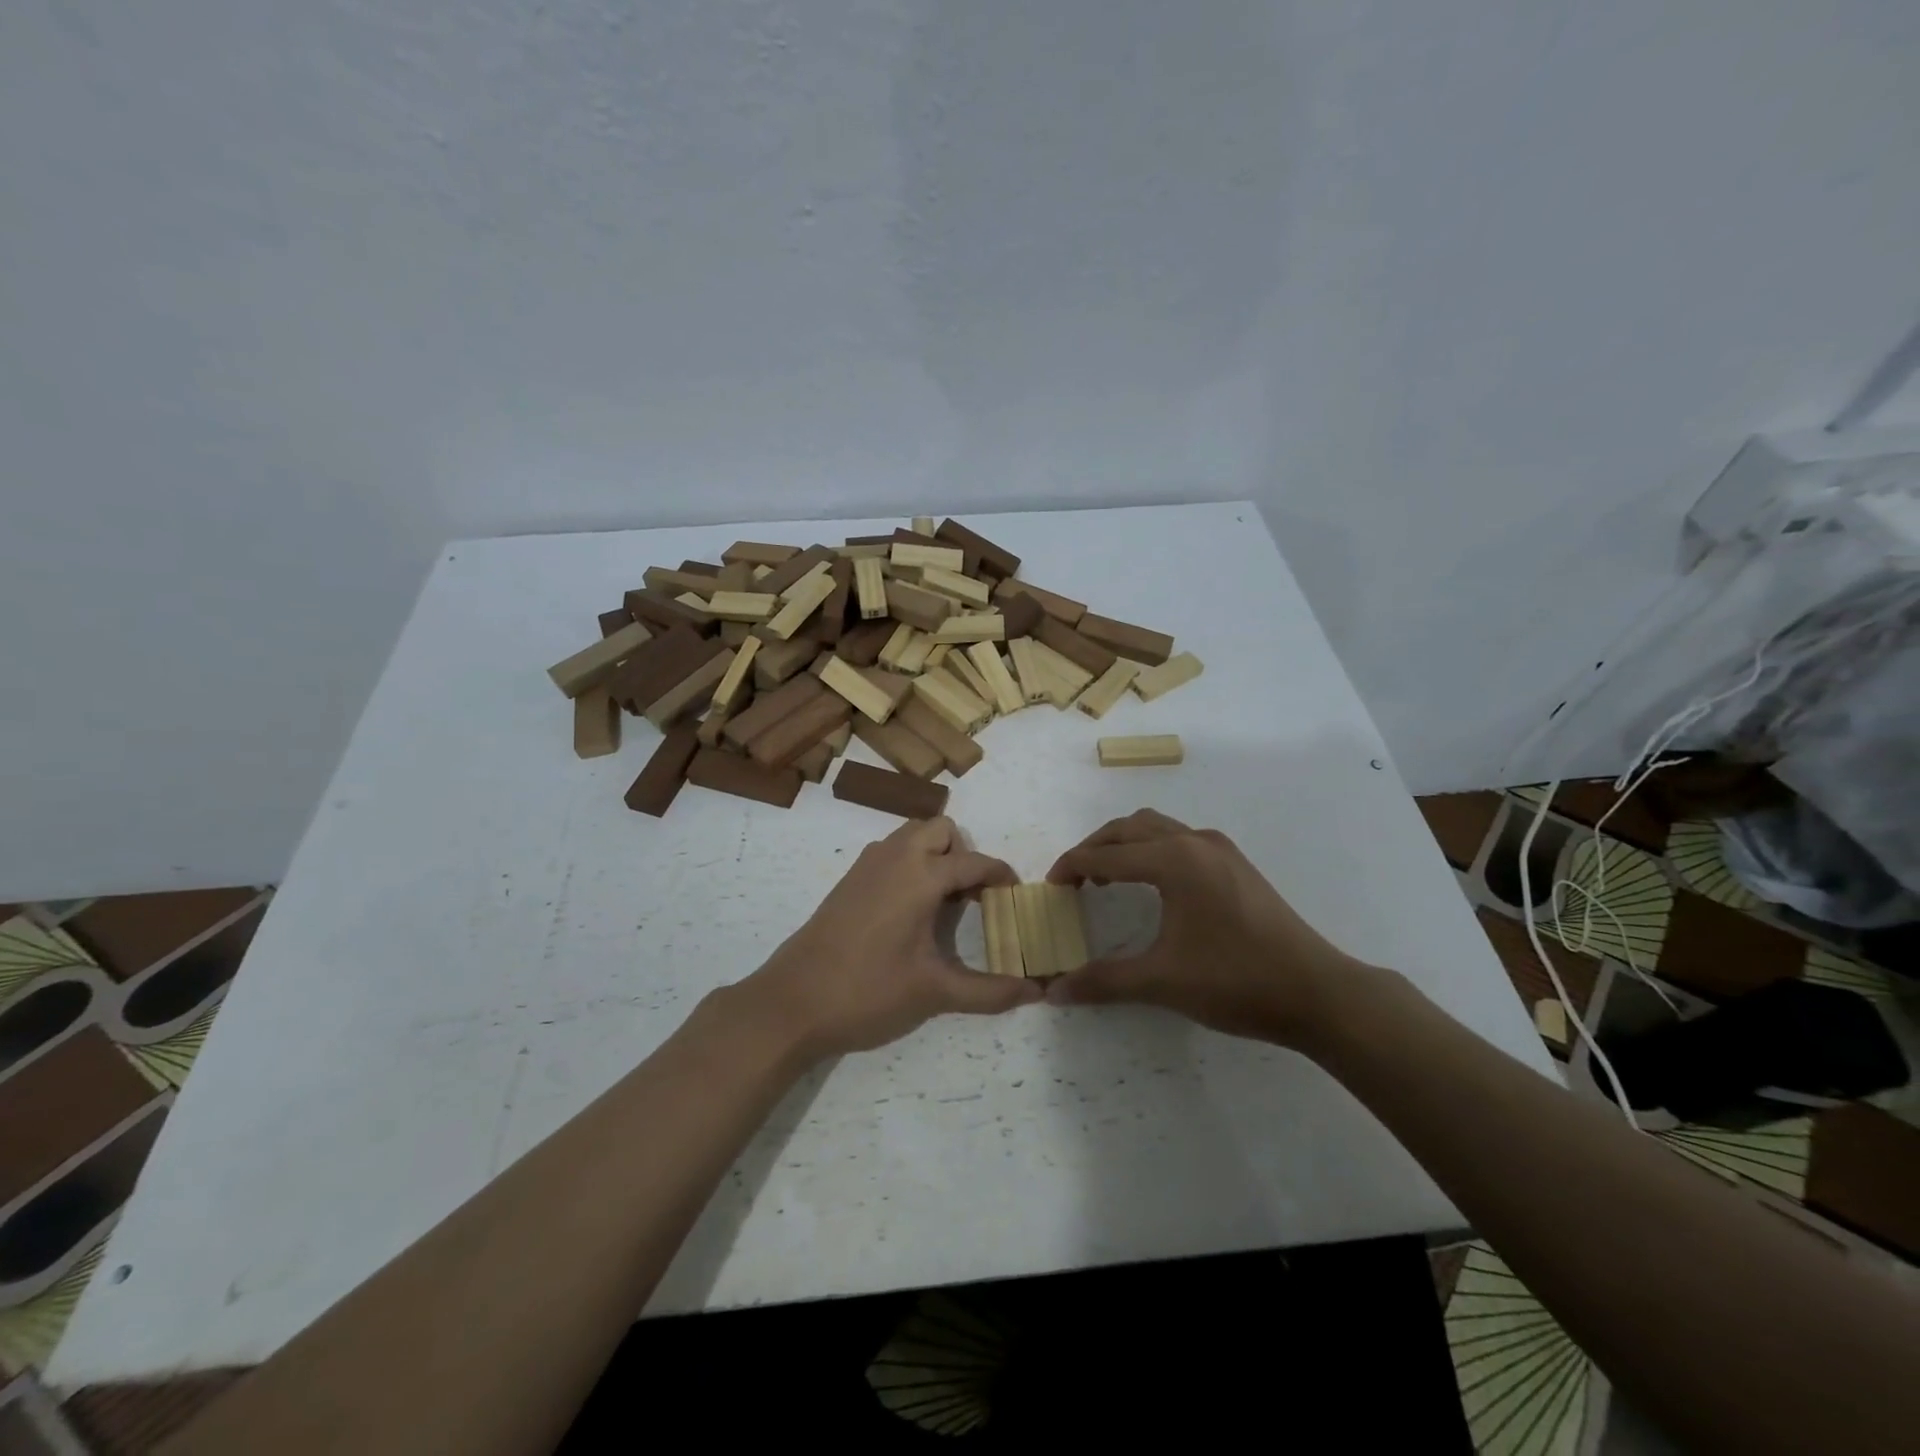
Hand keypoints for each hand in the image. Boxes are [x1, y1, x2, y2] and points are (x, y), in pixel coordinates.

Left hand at [740, 817, 1040, 1060]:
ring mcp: (866, 865)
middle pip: (941, 830)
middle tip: (973, 898)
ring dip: (934, 855)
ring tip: (943, 903)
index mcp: (920, 876)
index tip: (1016, 897)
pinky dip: (909, 864)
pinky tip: (909, 911)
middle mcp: (894, 857)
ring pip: (911, 836)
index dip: (1000, 876)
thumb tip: (1037, 992)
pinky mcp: (848, 880)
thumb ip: (989, 991)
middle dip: (963, 854)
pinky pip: (890, 852)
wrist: (792, 1003)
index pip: (973, 862)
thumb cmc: (868, 992)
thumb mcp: (934, 992)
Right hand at [1045, 809, 1364, 1048]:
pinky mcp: (1236, 863)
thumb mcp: (1162, 981)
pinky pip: (1179, 839)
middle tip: (1072, 880)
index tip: (1050, 887)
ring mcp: (1220, 849)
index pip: (1106, 855)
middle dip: (1094, 848)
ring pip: (1156, 828)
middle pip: (1128, 828)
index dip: (1072, 867)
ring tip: (1106, 878)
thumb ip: (1104, 981)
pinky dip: (1151, 850)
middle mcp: (1194, 841)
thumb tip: (1053, 992)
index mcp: (1174, 860)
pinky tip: (1152, 884)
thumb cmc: (1236, 981)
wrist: (1317, 992)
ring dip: (1124, 845)